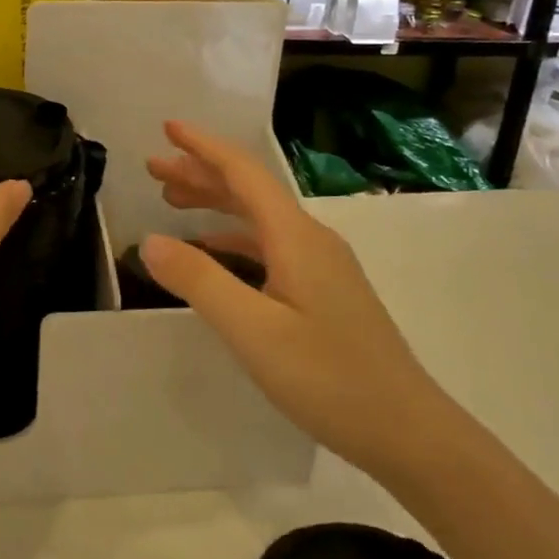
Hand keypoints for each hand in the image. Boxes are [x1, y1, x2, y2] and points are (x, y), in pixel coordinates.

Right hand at [141, 121, 454, 476]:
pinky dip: (232, 239)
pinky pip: (268, 247)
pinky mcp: (323, 292)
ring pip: (258, 219)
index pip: (244, 173)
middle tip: (154, 167)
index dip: (204, 147)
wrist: (408, 431)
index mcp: (296, 237)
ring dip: (215, 203)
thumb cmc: (329, 378)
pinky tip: (212, 252)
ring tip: (172, 201)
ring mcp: (321, 266)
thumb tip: (150, 241)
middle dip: (201, 172)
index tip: (167, 127)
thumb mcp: (253, 331)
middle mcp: (310, 240)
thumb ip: (200, 282)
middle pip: (250, 190)